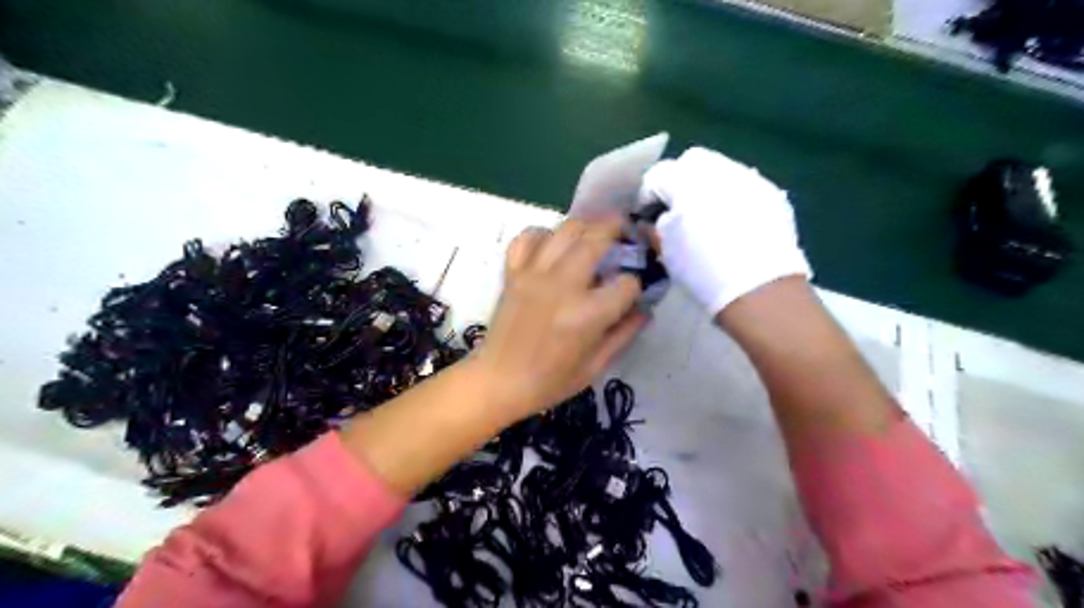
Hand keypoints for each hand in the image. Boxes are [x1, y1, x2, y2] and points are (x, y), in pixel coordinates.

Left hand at [474, 216, 641, 417]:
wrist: (498, 381)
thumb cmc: (549, 382)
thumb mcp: (595, 367)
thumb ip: (624, 334)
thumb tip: (644, 309)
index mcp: (587, 314)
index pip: (626, 284)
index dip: (636, 286)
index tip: (632, 293)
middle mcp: (562, 285)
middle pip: (597, 238)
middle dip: (619, 229)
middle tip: (627, 230)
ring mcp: (534, 274)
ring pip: (565, 229)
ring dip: (587, 225)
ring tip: (595, 232)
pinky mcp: (513, 273)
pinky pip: (527, 238)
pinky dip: (543, 234)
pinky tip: (552, 245)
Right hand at [636, 148, 807, 316]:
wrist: (759, 290)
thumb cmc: (703, 271)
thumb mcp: (666, 251)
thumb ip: (654, 228)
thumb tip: (649, 221)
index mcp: (686, 181)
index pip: (657, 175)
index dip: (647, 195)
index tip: (646, 215)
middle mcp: (719, 170)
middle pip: (691, 161)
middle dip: (679, 180)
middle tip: (676, 209)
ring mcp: (750, 179)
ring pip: (720, 169)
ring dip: (707, 186)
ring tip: (705, 215)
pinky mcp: (771, 193)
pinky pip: (743, 185)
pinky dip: (732, 196)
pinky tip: (732, 222)